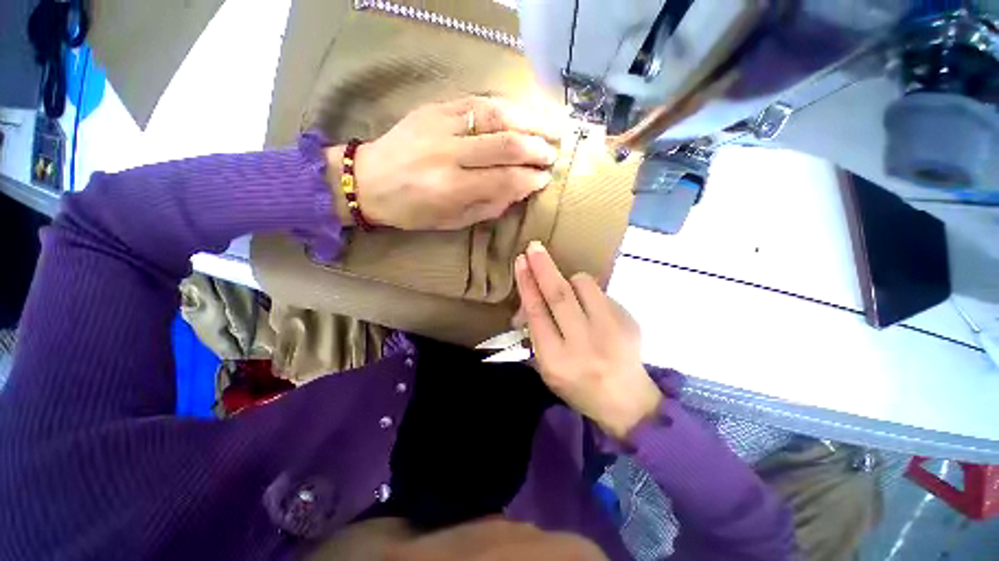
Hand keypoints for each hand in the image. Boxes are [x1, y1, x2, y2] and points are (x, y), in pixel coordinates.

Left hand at [346, 97, 563, 230]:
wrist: (368, 180)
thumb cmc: (411, 210)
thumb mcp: (450, 221)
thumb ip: (487, 207)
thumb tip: (519, 191)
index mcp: (450, 188)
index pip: (504, 179)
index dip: (530, 179)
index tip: (545, 180)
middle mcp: (448, 152)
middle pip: (505, 144)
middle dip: (536, 149)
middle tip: (553, 155)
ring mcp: (440, 124)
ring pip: (496, 115)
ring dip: (529, 120)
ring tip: (551, 128)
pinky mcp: (434, 107)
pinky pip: (477, 102)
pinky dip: (505, 108)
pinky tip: (522, 114)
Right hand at [514, 242, 662, 439]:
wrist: (627, 401)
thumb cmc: (577, 386)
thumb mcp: (547, 368)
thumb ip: (536, 333)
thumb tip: (530, 297)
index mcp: (557, 360)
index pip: (537, 313)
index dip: (527, 284)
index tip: (520, 262)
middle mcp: (584, 344)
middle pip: (559, 295)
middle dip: (543, 267)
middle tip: (534, 246)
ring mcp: (611, 331)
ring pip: (584, 286)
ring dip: (570, 280)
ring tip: (568, 292)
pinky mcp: (629, 321)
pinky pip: (601, 293)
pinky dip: (588, 294)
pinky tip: (590, 310)